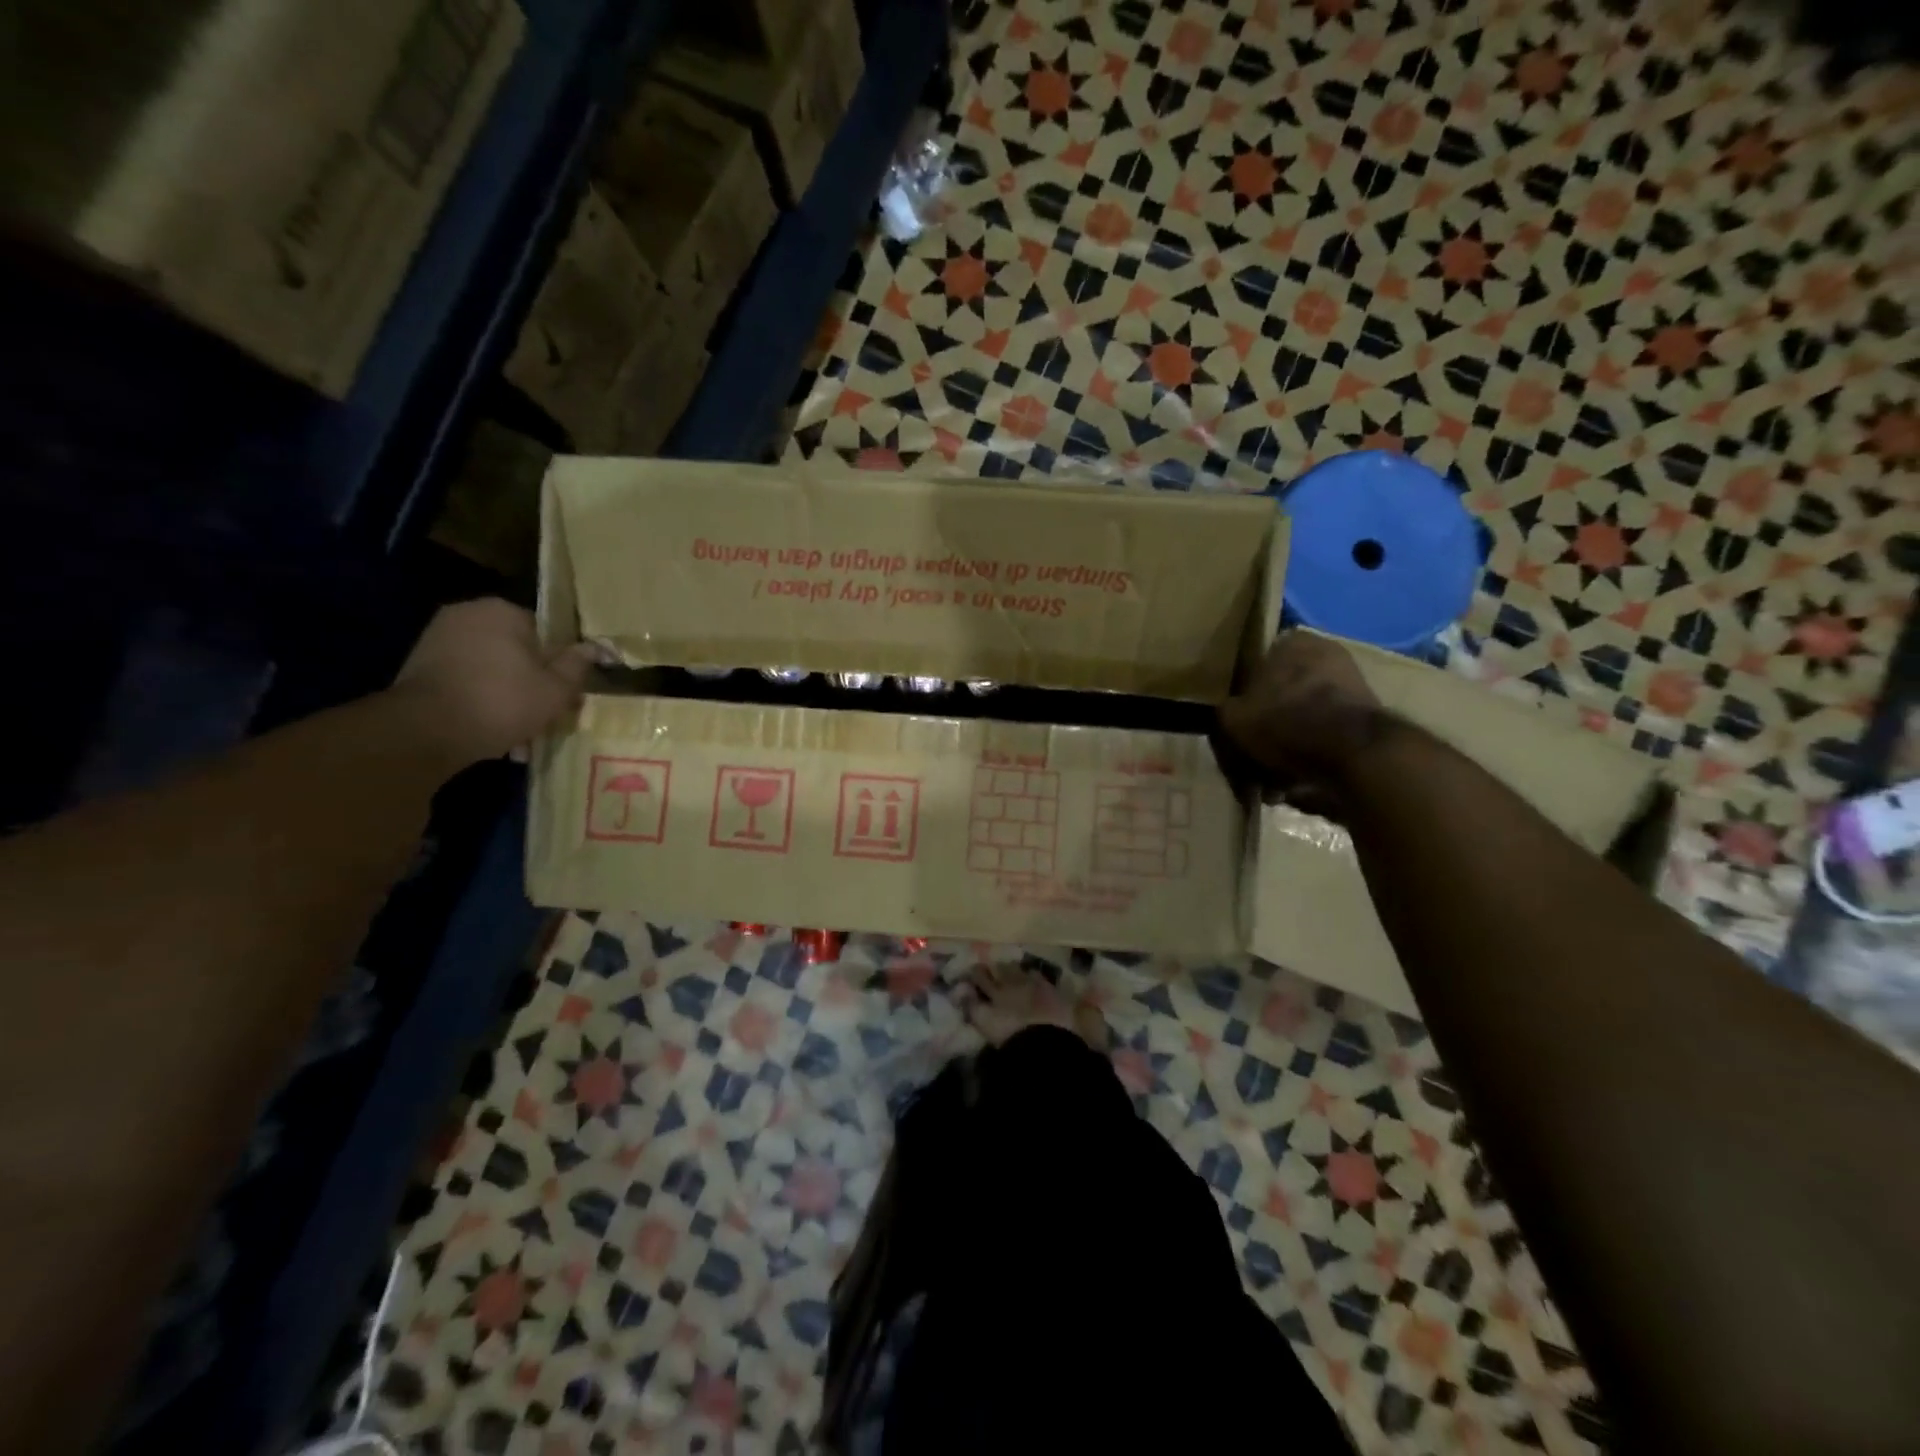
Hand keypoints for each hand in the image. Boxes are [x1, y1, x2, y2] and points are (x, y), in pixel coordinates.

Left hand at [391, 599, 594, 767]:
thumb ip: (577, 665)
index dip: (559, 664)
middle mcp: (467, 615)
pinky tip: (491, 732)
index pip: (545, 632)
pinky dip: (480, 701)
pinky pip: (465, 681)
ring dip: (507, 696)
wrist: (426, 730)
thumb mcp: (557, 688)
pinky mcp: (419, 666)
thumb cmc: (503, 701)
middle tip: (545, 715)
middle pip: (516, 651)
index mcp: (502, 611)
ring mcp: (438, 639)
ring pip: (491, 669)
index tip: (564, 692)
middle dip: (531, 682)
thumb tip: (595, 647)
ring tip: (519, 735)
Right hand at [1216, 631, 1389, 815]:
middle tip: (1252, 754)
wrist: (1354, 754)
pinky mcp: (1368, 719)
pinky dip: (1311, 757)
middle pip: (1283, 693)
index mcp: (1292, 642)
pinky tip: (1296, 784)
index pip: (1256, 664)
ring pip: (1304, 718)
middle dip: (1268, 726)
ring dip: (1288, 746)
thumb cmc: (1285, 722)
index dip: (1242, 696)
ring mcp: (1352, 686)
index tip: (1236, 723)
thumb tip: (1230, 715)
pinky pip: (1325, 738)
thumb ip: (1226, 711)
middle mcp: (1327, 654)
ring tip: (1272, 779)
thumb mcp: (1233, 718)